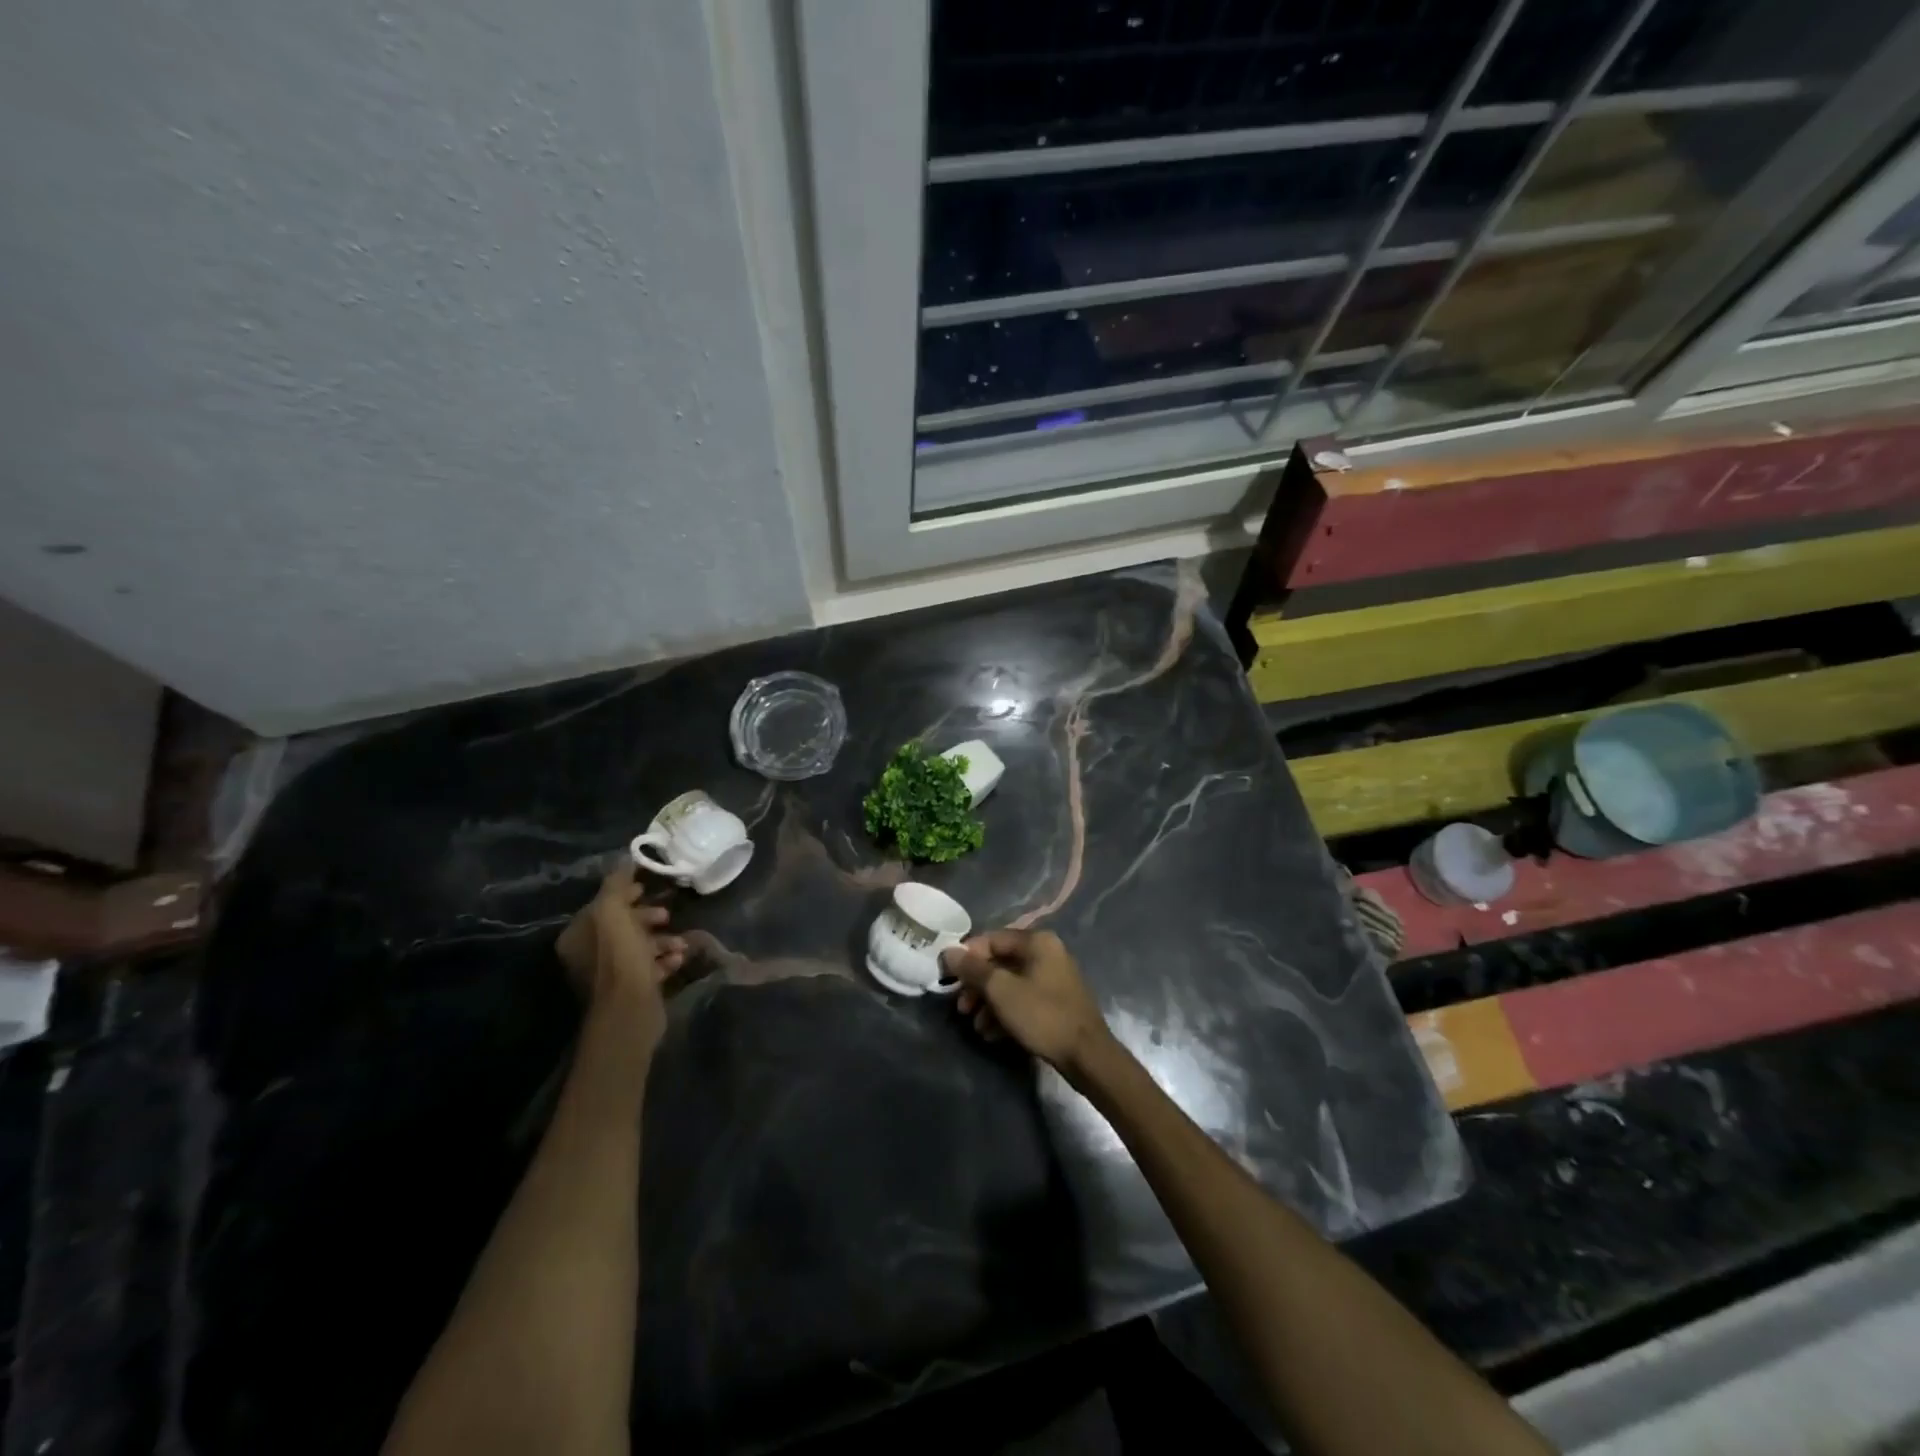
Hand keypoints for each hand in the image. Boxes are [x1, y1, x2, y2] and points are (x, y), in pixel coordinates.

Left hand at [556, 864, 686, 1048]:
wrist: (630, 1011)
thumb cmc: (620, 957)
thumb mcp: (614, 912)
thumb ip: (616, 884)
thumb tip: (624, 859)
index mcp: (578, 936)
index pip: (600, 906)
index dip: (624, 894)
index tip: (646, 888)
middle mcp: (587, 955)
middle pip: (621, 926)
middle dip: (647, 917)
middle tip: (667, 915)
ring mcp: (608, 975)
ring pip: (638, 947)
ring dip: (662, 941)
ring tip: (680, 943)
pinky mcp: (630, 991)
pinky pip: (649, 968)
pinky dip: (664, 961)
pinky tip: (678, 959)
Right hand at [940, 930, 1114, 1079]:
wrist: (1087, 1056)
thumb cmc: (1042, 1015)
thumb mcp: (1001, 991)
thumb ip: (973, 969)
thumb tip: (948, 951)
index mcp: (1037, 942)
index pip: (991, 939)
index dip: (967, 957)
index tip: (948, 978)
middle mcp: (1046, 953)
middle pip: (1000, 962)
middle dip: (977, 985)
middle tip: (961, 1007)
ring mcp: (1053, 978)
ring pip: (1010, 983)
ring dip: (988, 1003)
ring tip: (976, 1026)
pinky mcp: (1055, 1002)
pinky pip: (1023, 999)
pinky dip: (1005, 1013)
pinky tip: (992, 1034)